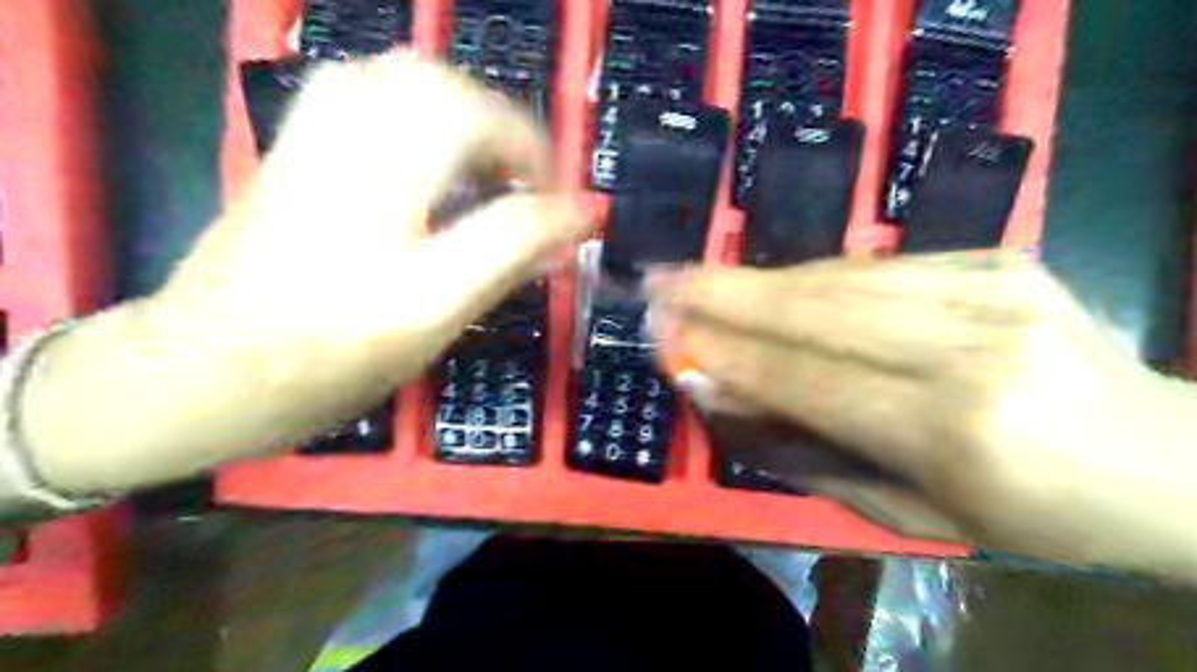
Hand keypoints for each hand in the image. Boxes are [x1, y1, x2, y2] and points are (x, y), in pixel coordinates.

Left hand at [155, 56, 586, 435]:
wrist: (203, 371)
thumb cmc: (326, 357)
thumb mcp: (432, 315)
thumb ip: (509, 255)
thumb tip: (579, 220)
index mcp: (386, 179)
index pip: (494, 140)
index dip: (549, 177)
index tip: (572, 218)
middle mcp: (347, 137)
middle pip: (444, 87)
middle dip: (506, 132)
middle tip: (529, 191)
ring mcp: (313, 136)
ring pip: (403, 79)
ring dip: (465, 115)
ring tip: (488, 171)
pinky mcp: (297, 150)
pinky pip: (366, 94)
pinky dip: (418, 111)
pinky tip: (430, 159)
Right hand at [651, 252, 1195, 576]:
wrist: (1167, 462)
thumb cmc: (1032, 516)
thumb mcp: (911, 511)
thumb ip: (808, 451)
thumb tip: (722, 392)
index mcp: (955, 432)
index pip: (806, 378)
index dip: (727, 354)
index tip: (665, 336)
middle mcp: (972, 347)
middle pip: (816, 310)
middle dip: (722, 294)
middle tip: (658, 281)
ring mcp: (991, 289)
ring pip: (839, 279)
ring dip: (756, 281)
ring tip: (696, 278)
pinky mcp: (997, 261)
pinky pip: (876, 267)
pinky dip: (810, 278)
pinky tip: (770, 285)